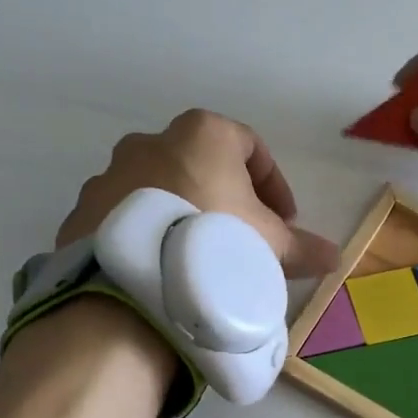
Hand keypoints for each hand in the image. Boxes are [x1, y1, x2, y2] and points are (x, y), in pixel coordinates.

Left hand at [58, 110, 340, 276]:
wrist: (133, 283)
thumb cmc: (216, 242)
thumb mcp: (271, 247)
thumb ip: (304, 248)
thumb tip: (335, 258)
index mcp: (203, 134)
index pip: (251, 147)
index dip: (274, 185)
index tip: (284, 221)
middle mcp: (152, 141)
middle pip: (202, 165)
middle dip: (226, 198)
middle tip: (242, 238)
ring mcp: (110, 174)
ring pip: (160, 189)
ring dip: (183, 214)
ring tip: (198, 258)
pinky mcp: (83, 210)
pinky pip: (126, 217)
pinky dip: (147, 233)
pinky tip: (160, 268)